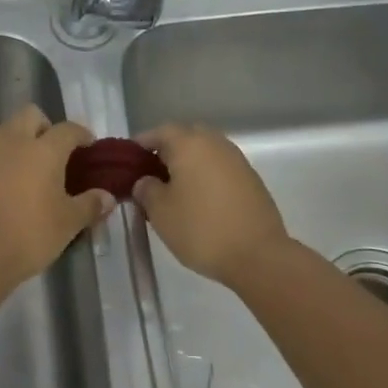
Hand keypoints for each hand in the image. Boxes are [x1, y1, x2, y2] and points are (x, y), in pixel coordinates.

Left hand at [0, 106, 114, 285]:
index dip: (81, 134)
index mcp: (43, 150)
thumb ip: (90, 205)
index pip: (68, 129)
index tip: (87, 146)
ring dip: (16, 145)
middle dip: (43, 127)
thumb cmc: (29, 235)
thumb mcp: (68, 224)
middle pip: (30, 115)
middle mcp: (11, 142)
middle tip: (52, 154)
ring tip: (23, 175)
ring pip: (3, 134)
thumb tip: (107, 197)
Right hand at [134, 124, 286, 285]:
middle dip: (166, 151)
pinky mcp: (251, 179)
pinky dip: (206, 176)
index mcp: (189, 143)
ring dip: (188, 164)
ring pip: (205, 152)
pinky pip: (220, 168)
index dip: (141, 144)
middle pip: (185, 137)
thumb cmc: (201, 229)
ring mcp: (236, 160)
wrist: (259, 255)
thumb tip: (146, 181)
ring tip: (174, 189)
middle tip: (151, 174)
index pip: (159, 132)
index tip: (129, 160)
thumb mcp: (160, 212)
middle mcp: (214, 143)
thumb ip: (146, 189)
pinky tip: (199, 200)